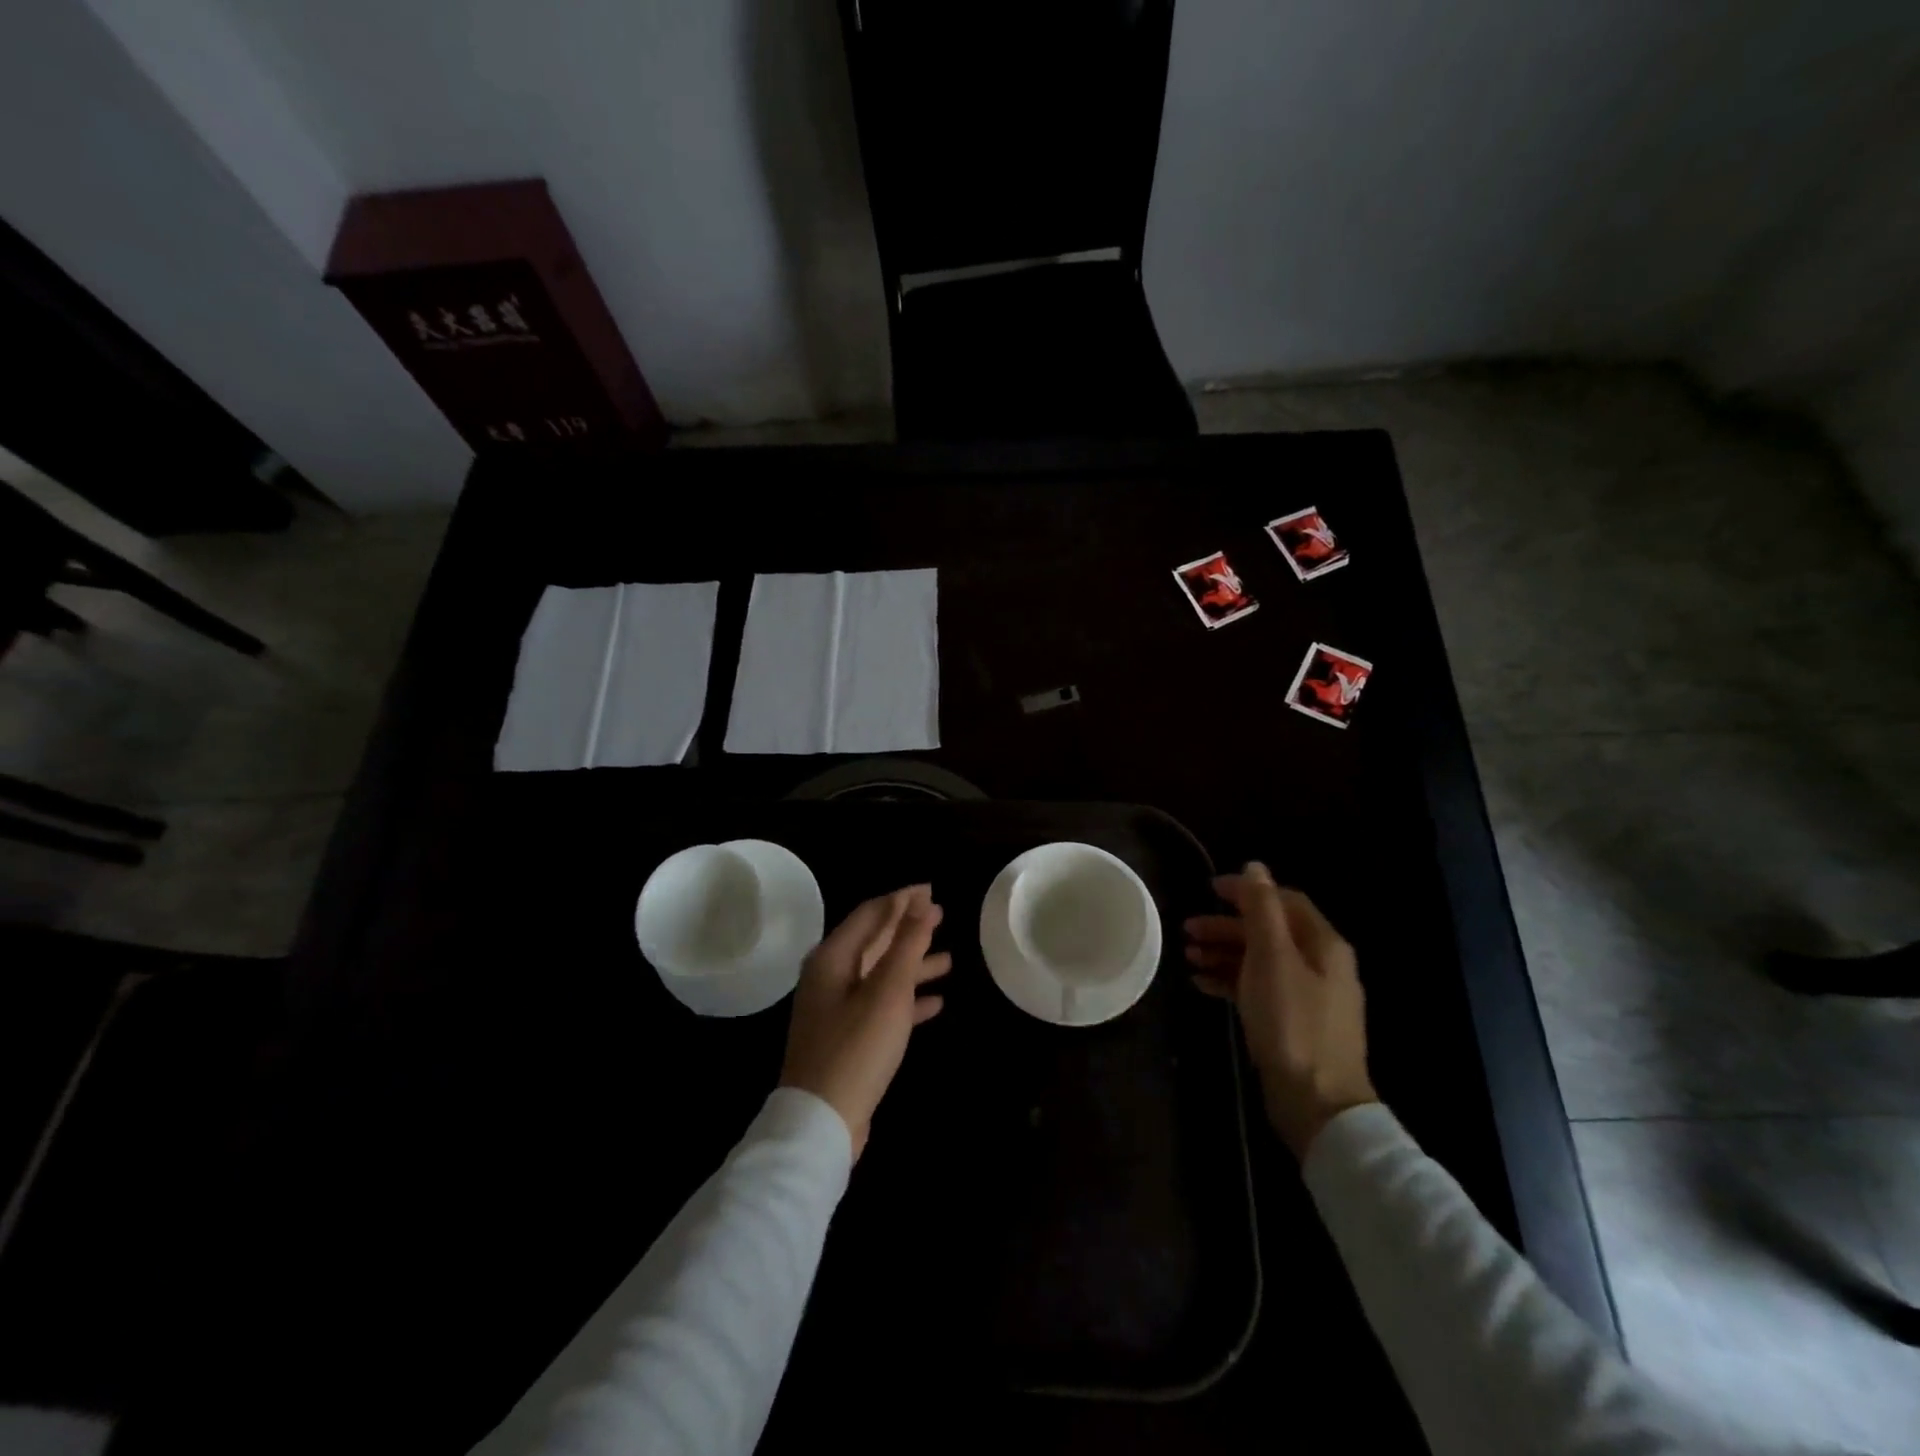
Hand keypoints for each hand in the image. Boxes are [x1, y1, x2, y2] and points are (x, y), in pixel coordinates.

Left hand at [781, 885, 951, 1157]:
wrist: (821, 1122)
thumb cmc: (857, 1047)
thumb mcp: (887, 991)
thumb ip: (906, 945)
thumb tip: (920, 901)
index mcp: (832, 958)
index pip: (871, 914)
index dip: (902, 900)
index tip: (931, 890)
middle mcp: (830, 977)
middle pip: (875, 942)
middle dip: (909, 929)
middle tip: (942, 915)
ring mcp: (837, 1009)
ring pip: (881, 975)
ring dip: (913, 965)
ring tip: (949, 958)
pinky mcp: (847, 1038)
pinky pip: (881, 1006)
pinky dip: (907, 1000)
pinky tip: (936, 1003)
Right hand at [1185, 863, 1376, 1157]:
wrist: (1317, 1103)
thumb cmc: (1292, 1022)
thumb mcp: (1272, 957)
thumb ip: (1262, 909)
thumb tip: (1256, 866)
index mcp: (1323, 944)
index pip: (1283, 901)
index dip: (1247, 892)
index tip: (1208, 890)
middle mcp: (1320, 965)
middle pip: (1269, 931)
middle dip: (1227, 926)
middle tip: (1188, 928)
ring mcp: (1308, 997)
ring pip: (1260, 960)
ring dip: (1224, 953)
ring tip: (1188, 956)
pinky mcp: (1293, 1024)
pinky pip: (1258, 989)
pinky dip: (1230, 980)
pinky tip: (1201, 984)